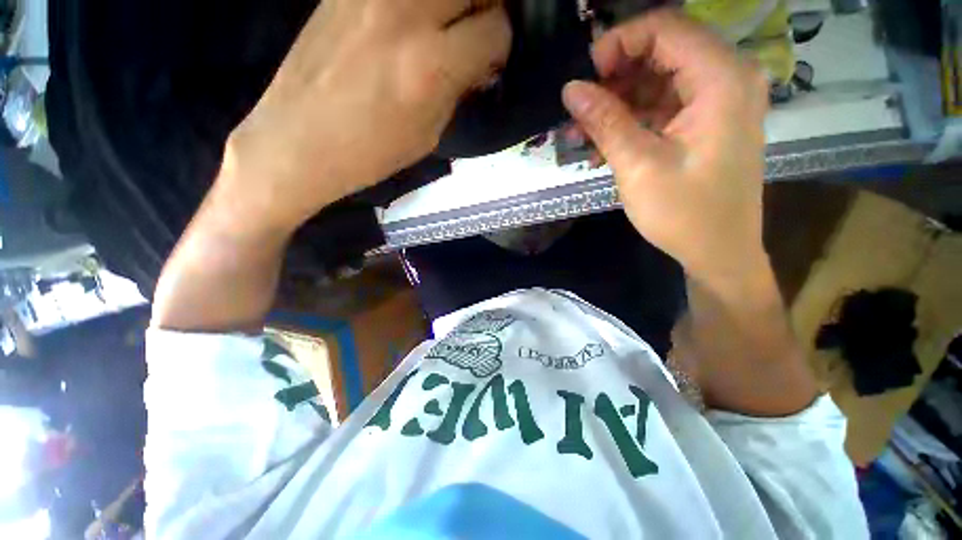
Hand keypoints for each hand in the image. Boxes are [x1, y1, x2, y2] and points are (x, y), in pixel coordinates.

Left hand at [222, 0, 510, 232]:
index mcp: (430, 65)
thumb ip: (457, 89)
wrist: (298, 140)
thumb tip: (476, 63)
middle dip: (487, 6)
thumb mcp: (428, 133)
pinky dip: (419, 4)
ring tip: (447, 26)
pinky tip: (411, 23)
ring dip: (453, 2)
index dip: (501, 46)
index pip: (496, 29)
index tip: (492, 60)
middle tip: (478, 31)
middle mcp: (405, 13)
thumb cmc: (370, 152)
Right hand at [562, 10, 769, 288]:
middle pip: (663, 50)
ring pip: (659, 78)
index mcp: (721, 79)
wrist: (718, 251)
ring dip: (619, 100)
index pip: (665, 28)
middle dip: (615, 75)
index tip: (585, 76)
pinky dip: (633, 117)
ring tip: (584, 130)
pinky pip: (664, 103)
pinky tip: (604, 140)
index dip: (618, 43)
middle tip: (580, 107)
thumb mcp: (638, 166)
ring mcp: (719, 100)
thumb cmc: (684, 214)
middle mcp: (727, 77)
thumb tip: (570, 89)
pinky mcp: (707, 121)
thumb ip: (605, 122)